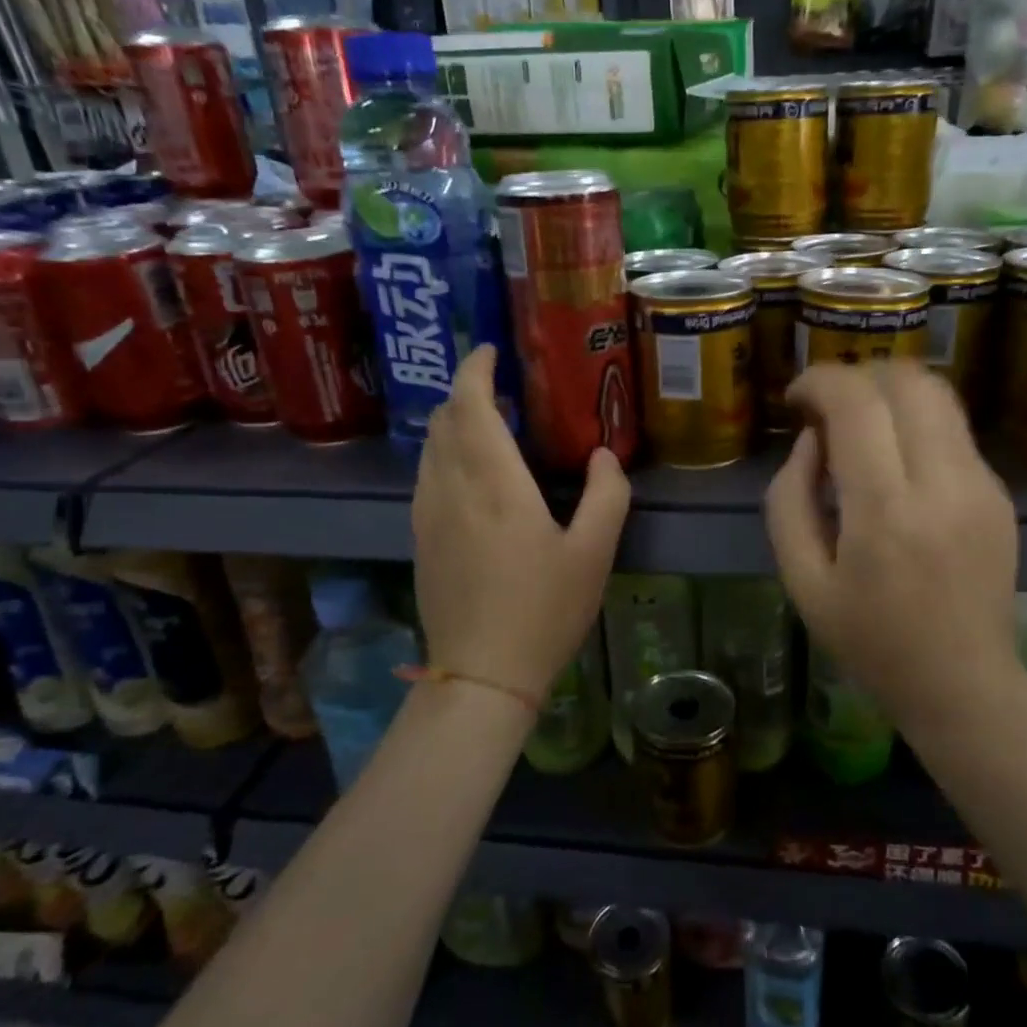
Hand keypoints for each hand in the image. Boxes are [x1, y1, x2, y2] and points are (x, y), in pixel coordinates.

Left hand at [412, 346, 629, 701]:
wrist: (481, 675)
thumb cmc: (544, 611)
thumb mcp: (594, 554)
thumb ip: (607, 495)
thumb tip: (603, 455)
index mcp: (495, 485)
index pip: (470, 406)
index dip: (475, 370)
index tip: (489, 351)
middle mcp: (451, 489)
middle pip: (444, 420)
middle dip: (466, 393)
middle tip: (501, 389)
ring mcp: (428, 515)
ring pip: (430, 448)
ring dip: (454, 423)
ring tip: (488, 425)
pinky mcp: (420, 539)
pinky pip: (426, 476)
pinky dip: (445, 454)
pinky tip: (470, 473)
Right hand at [765, 362, 1023, 718]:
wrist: (962, 683)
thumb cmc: (869, 641)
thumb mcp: (802, 581)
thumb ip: (789, 500)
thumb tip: (812, 440)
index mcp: (885, 514)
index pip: (857, 403)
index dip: (818, 381)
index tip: (796, 400)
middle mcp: (943, 485)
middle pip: (906, 380)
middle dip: (857, 376)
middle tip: (827, 410)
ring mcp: (982, 485)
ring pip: (938, 395)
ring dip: (889, 393)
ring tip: (860, 427)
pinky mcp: (999, 493)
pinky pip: (953, 430)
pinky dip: (915, 424)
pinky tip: (895, 464)